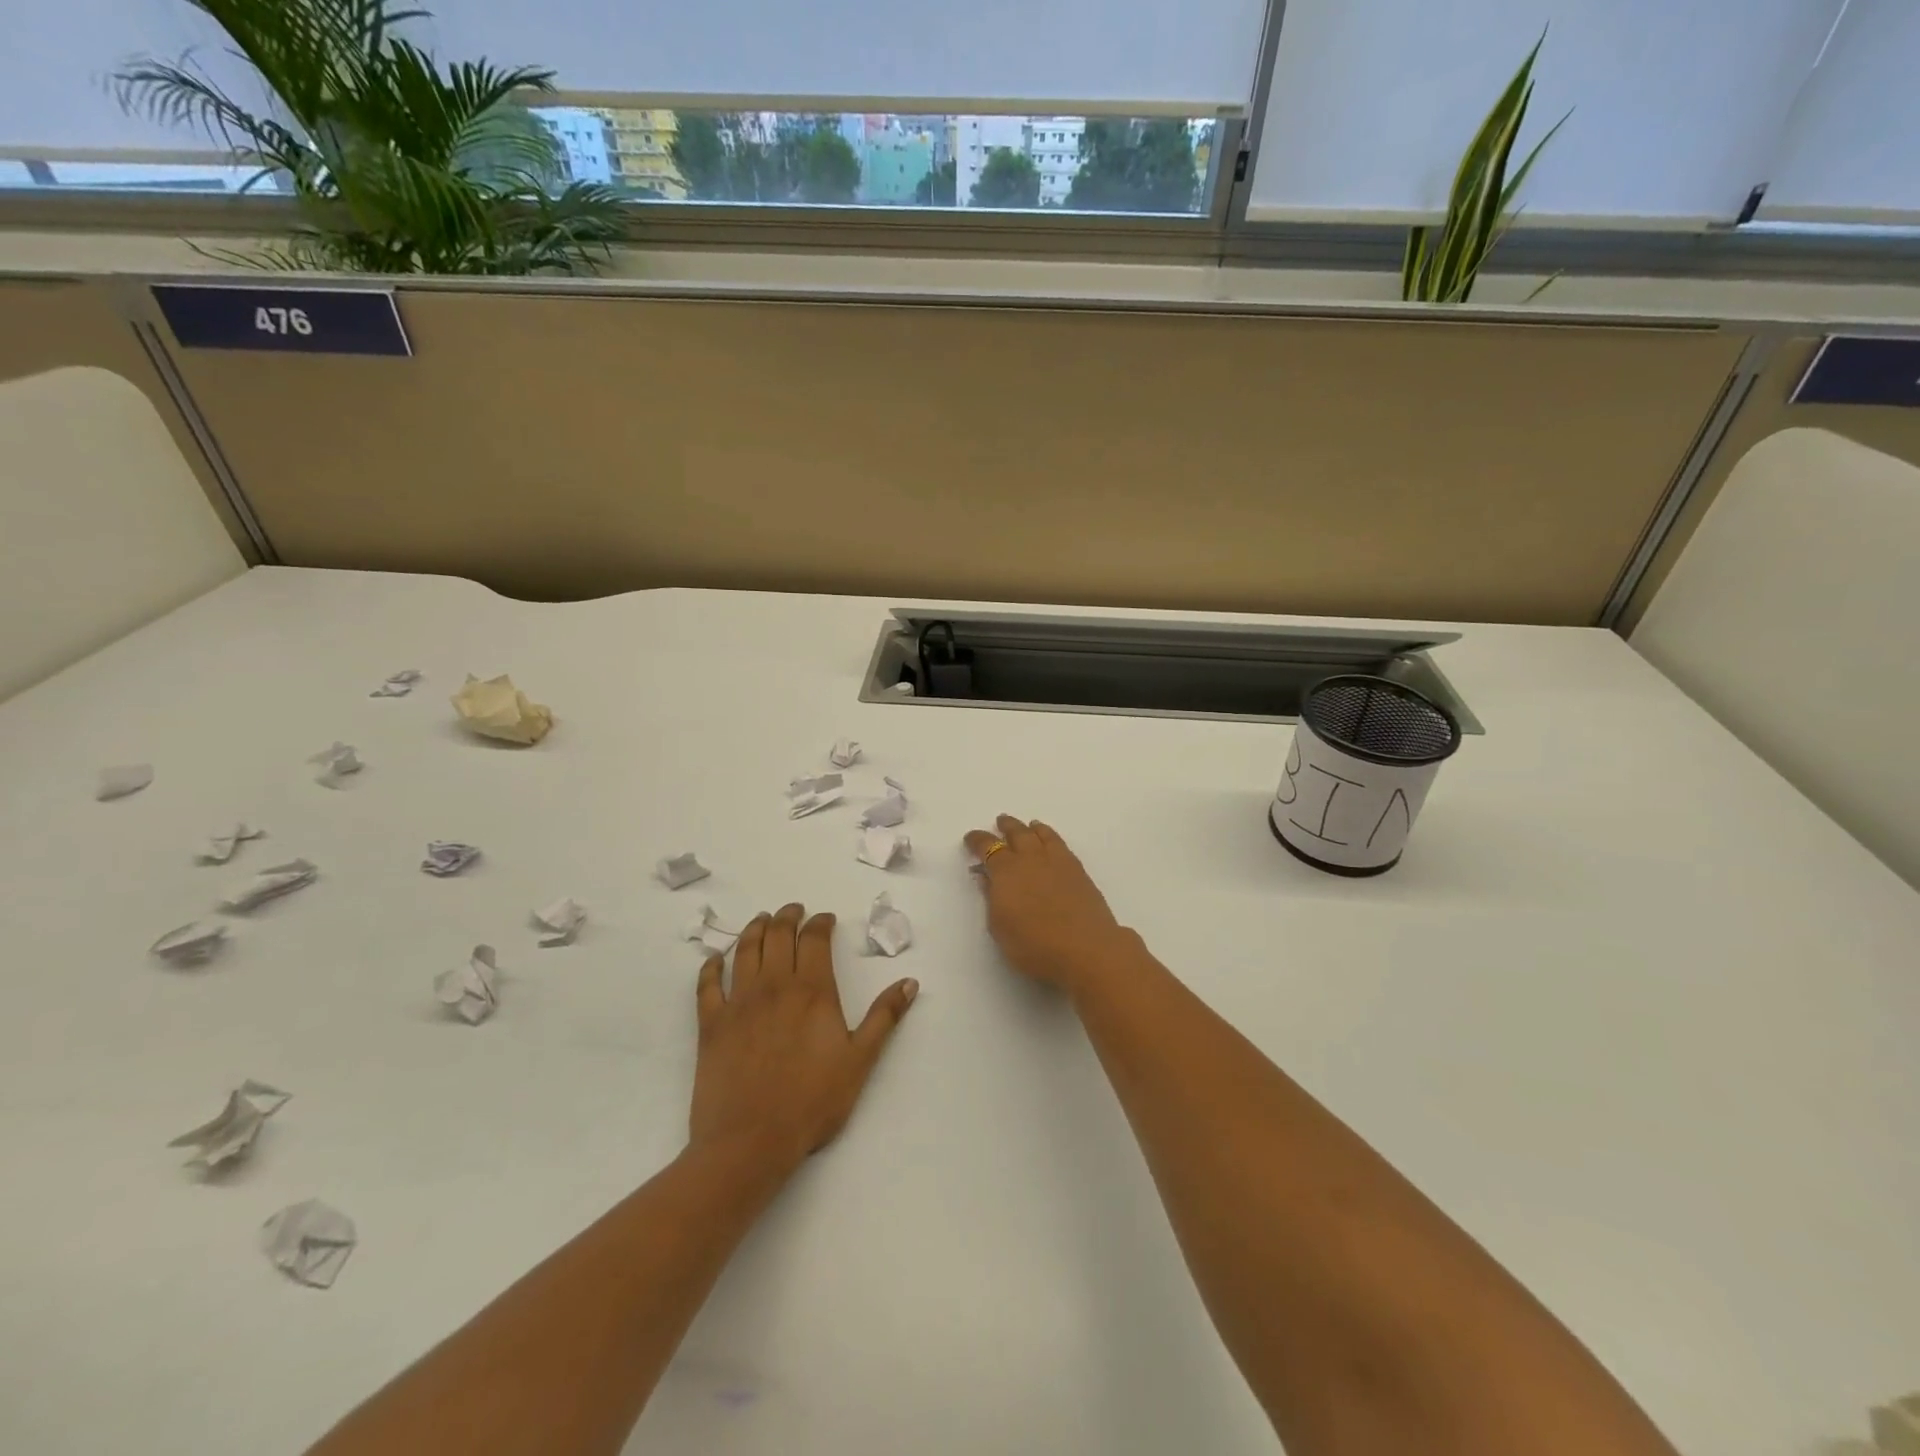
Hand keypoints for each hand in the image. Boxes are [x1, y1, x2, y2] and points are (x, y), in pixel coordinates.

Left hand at [691, 903, 916, 1172]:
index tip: (826, 918)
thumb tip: (909, 981)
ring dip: (754, 929)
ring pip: (744, 950)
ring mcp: (739, 1002)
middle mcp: (774, 986)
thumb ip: (884, 1017)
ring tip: (762, 920)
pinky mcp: (711, 1024)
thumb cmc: (811, 1102)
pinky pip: (707, 984)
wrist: (750, 1141)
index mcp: (812, 991)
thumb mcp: (860, 1061)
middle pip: (778, 935)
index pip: (815, 940)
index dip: (821, 923)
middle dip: (788, 916)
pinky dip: (710, 966)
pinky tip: (714, 959)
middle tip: (794, 911)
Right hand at [963, 816, 1132, 992]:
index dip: (977, 841)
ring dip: (1030, 828)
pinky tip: (1051, 842)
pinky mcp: (1078, 870)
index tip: (971, 838)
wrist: (1086, 949)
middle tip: (1000, 822)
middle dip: (1006, 827)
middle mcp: (1031, 859)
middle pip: (1017, 834)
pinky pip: (1060, 843)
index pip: (988, 847)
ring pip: (1041, 834)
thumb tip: (985, 876)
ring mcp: (1057, 862)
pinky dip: (1050, 836)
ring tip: (1028, 826)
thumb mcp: (999, 927)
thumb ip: (991, 898)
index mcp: (1006, 871)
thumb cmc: (1034, 945)